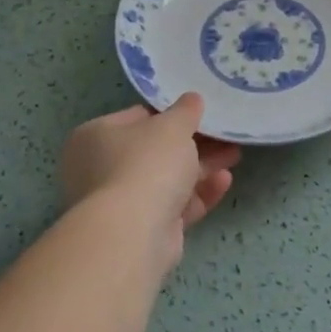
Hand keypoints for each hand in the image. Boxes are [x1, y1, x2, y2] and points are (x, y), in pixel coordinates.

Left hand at [61, 94, 240, 264]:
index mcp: (95, 136)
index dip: (171, 115)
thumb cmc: (146, 163)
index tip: (201, 114)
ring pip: (168, 180)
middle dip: (194, 144)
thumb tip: (192, 99)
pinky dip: (198, 194)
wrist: (133, 232)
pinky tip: (224, 181)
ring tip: (235, 155)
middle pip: (156, 151)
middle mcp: (100, 169)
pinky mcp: (142, 230)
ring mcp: (120, 203)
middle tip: (225, 136)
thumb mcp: (172, 126)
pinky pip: (173, 206)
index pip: (137, 118)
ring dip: (202, 168)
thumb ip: (185, 110)